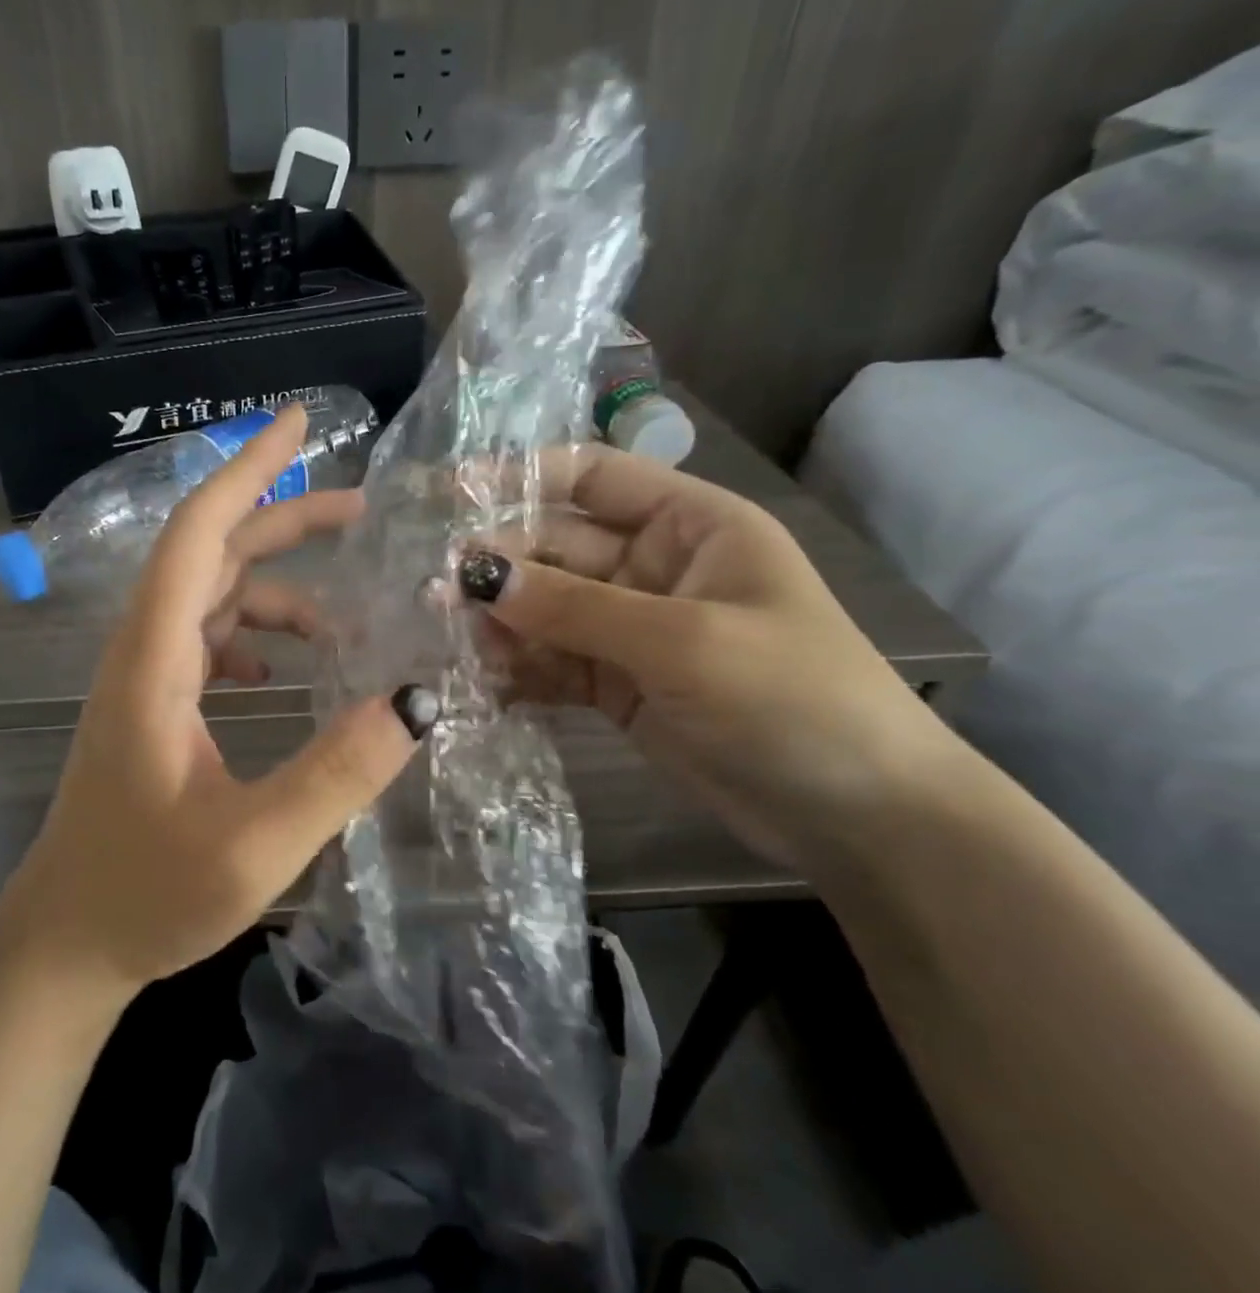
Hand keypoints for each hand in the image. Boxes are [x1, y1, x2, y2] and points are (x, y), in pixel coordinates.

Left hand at [0, 406, 436, 996]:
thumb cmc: (145, 895)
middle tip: (362, 511)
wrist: (66, 945)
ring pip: (213, 599)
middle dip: (283, 520)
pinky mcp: (152, 707)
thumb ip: (337, 772)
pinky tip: (283, 674)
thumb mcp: (255, 843)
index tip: (297, 421)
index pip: (199, 534)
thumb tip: (418, 699)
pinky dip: (252, 637)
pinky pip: (207, 642)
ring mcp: (144, 679)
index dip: (248, 469)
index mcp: (154, 661)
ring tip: (343, 621)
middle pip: (212, 554)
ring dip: (276, 592)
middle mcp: (143, 652)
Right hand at [457, 444, 959, 866]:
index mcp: (690, 525)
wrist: (856, 816)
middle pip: (557, 546)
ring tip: (446, 637)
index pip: (594, 476)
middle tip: (435, 589)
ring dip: (500, 621)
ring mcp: (632, 629)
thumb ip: (574, 606)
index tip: (453, 491)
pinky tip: (478, 680)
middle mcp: (654, 567)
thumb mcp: (682, 641)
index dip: (524, 475)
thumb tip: (475, 575)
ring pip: (546, 608)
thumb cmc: (792, 699)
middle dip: (500, 564)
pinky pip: (553, 662)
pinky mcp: (616, 684)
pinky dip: (517, 669)